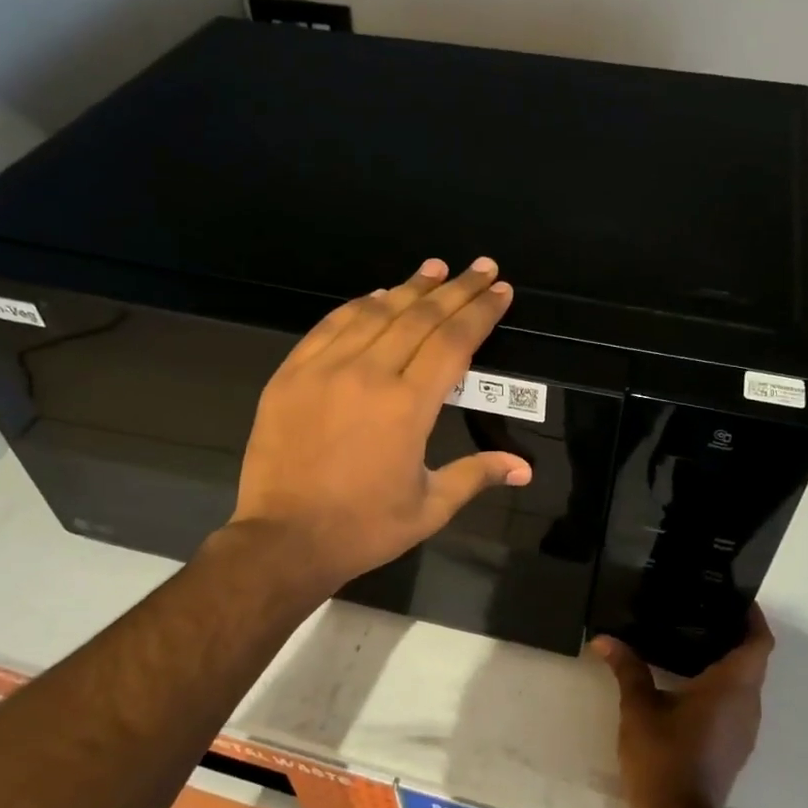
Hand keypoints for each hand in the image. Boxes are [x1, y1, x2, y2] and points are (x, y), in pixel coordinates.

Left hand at [231, 257, 531, 588]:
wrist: (283, 540)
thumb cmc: (363, 528)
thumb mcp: (429, 507)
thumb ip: (476, 476)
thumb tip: (524, 469)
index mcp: (408, 406)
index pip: (454, 342)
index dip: (480, 312)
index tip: (500, 290)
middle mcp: (369, 375)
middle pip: (420, 317)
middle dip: (456, 289)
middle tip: (481, 267)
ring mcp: (324, 370)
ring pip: (375, 313)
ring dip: (410, 288)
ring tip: (435, 269)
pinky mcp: (291, 374)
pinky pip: (330, 326)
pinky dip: (358, 305)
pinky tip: (377, 295)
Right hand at [592, 607, 774, 807]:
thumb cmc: (663, 756)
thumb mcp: (638, 707)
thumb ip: (627, 668)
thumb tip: (604, 639)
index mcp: (732, 686)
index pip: (759, 642)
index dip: (753, 617)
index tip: (736, 598)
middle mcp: (748, 704)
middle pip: (754, 659)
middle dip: (735, 634)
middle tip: (702, 611)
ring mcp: (744, 728)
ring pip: (746, 683)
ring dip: (728, 661)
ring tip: (693, 640)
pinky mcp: (734, 746)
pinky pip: (736, 703)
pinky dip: (722, 685)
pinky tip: (690, 683)